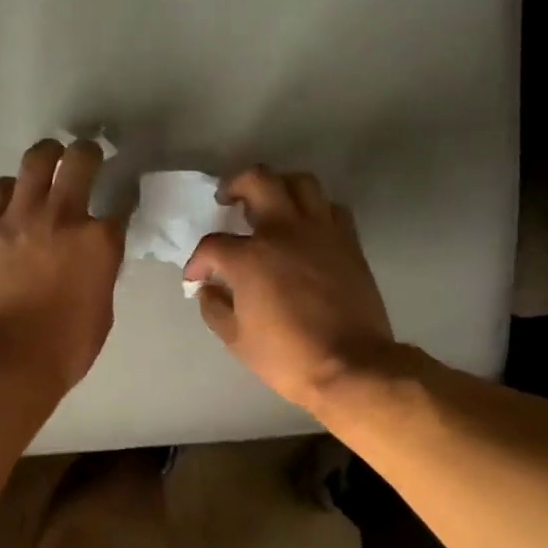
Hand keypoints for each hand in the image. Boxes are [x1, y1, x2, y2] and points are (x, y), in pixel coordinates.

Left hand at [0, 139, 125, 391]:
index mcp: (100, 241)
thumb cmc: (67, 346)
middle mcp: (63, 217)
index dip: (125, 197)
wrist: (10, 359)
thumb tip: (92, 260)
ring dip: (48, 156)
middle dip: (88, 153)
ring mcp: (20, 218)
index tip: (123, 197)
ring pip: (36, 160)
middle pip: (80, 160)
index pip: (122, 204)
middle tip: (87, 157)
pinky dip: (9, 188)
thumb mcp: (102, 308)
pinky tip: (12, 195)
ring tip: (49, 161)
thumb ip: (100, 273)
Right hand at [182, 166, 394, 410]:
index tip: (197, 277)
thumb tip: (209, 289)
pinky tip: (305, 227)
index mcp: (250, 258)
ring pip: (301, 182)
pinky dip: (314, 209)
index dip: (198, 261)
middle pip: (257, 181)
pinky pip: (330, 208)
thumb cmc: (287, 356)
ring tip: (270, 203)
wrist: (350, 365)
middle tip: (228, 199)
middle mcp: (284, 232)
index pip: (212, 245)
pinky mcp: (348, 241)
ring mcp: (321, 232)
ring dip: (279, 186)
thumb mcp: (236, 339)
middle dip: (235, 185)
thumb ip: (215, 307)